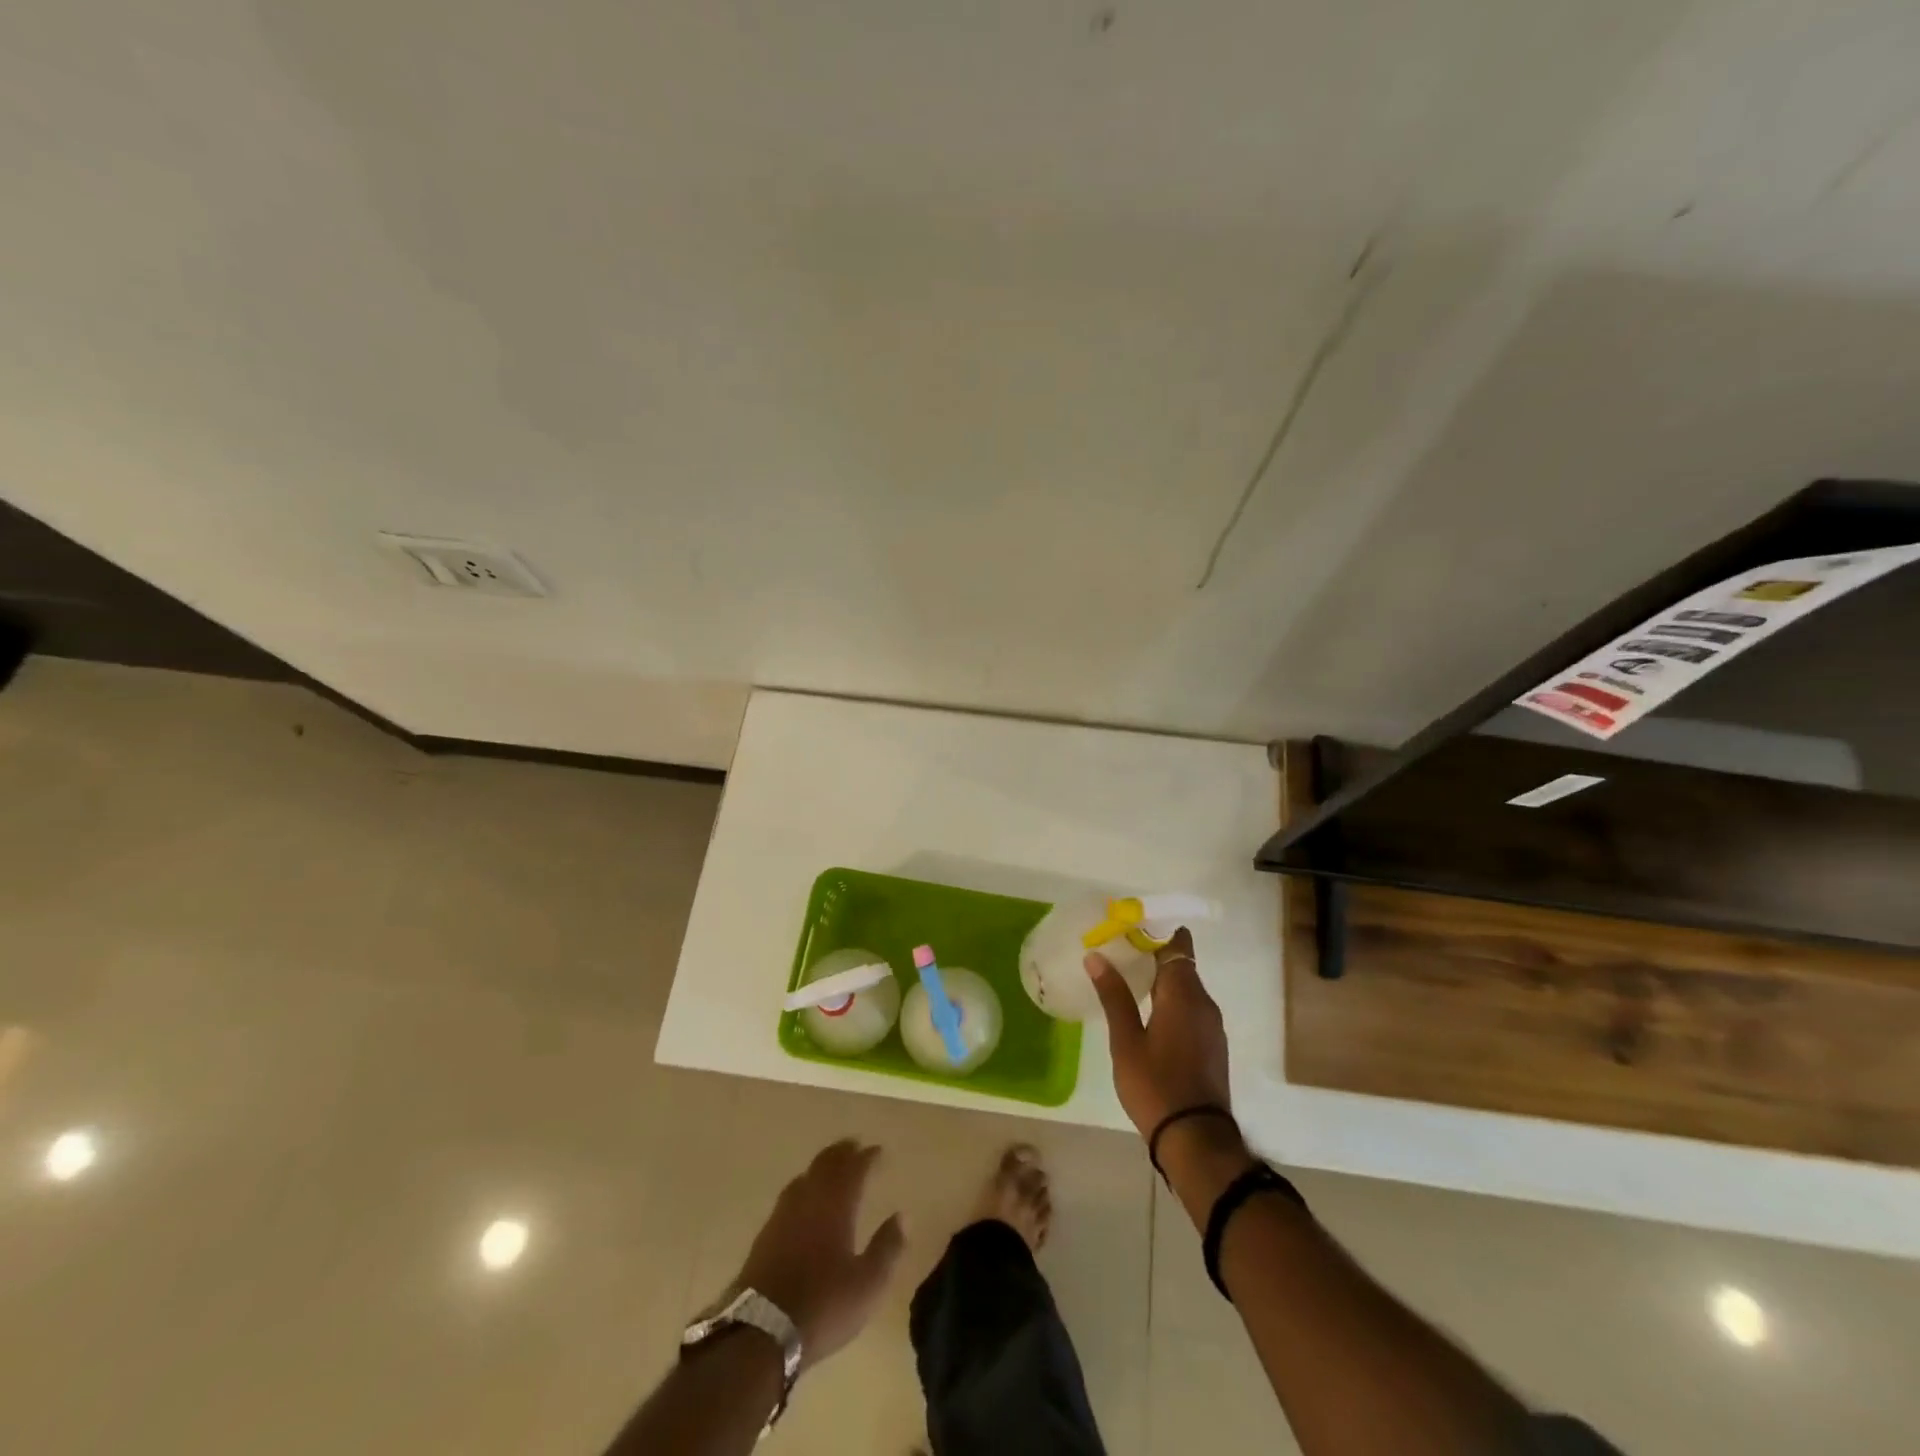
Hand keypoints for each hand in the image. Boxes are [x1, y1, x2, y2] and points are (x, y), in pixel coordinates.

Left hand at [734, 1139, 906, 1370]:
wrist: (761, 1330)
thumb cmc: (823, 1305)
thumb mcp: (867, 1285)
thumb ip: (887, 1248)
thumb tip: (903, 1216)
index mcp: (837, 1206)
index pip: (855, 1169)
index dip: (868, 1157)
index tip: (879, 1150)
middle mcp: (810, 1199)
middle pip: (827, 1164)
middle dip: (843, 1152)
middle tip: (855, 1145)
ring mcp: (784, 1213)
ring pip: (807, 1174)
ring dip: (822, 1163)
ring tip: (832, 1163)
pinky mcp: (766, 1232)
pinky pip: (790, 1192)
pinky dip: (804, 1183)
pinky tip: (803, 1194)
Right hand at [1085, 926, 1230, 1139]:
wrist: (1196, 1139)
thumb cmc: (1155, 1086)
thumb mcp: (1126, 1041)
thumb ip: (1114, 996)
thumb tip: (1096, 956)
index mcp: (1183, 995)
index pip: (1177, 945)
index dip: (1157, 931)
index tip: (1131, 926)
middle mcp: (1203, 1003)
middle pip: (1181, 964)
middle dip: (1154, 953)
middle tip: (1119, 949)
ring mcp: (1211, 1025)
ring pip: (1186, 987)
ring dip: (1162, 977)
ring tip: (1128, 976)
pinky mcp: (1211, 1044)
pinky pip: (1191, 1007)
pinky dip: (1171, 999)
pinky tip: (1147, 1010)